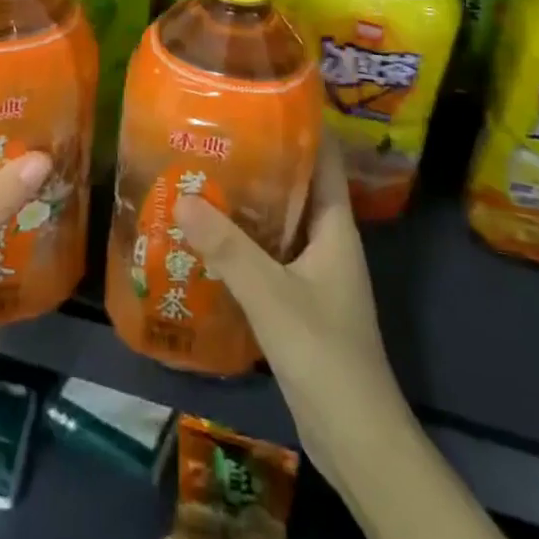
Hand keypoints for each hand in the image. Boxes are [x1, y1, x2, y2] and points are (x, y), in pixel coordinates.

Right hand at [174, 135, 407, 485]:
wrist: (356, 440)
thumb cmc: (325, 354)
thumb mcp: (272, 295)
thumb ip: (227, 248)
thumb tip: (182, 197)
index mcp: (334, 227)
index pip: (324, 158)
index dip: (301, 125)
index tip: (261, 98)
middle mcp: (327, 242)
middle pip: (296, 186)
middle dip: (260, 162)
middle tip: (214, 137)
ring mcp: (315, 274)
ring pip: (279, 224)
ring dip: (247, 204)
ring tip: (201, 177)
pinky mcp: (300, 303)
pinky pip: (269, 257)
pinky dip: (243, 243)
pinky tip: (207, 239)